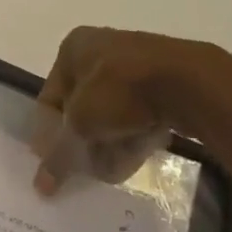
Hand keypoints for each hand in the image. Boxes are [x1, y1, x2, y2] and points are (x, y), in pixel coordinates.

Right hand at [31, 26, 231, 195]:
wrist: (190, 82)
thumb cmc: (120, 91)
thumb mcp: (81, 125)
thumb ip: (59, 154)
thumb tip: (42, 184)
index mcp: (74, 47)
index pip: (50, 96)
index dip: (49, 132)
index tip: (54, 162)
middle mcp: (101, 47)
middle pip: (82, 105)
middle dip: (83, 139)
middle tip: (85, 167)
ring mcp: (136, 62)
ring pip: (112, 111)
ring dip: (109, 140)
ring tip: (112, 168)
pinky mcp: (165, 79)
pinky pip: (140, 111)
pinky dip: (134, 133)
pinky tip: (136, 154)